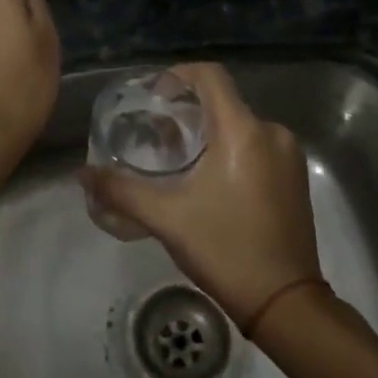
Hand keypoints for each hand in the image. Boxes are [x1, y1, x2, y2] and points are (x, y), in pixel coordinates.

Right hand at [78, 63, 321, 331]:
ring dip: (208, 132)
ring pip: (240, 125)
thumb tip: (82, 174)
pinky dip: (230, 149)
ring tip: (178, 161)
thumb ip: (120, 190)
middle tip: (156, 137)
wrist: (285, 302)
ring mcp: (288, 156)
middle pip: (223, 101)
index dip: (177, 76)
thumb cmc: (224, 249)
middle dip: (187, 111)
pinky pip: (257, 144)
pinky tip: (210, 180)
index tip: (153, 98)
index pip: (209, 75)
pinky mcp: (295, 177)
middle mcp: (271, 133)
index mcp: (243, 131)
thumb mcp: (166, 218)